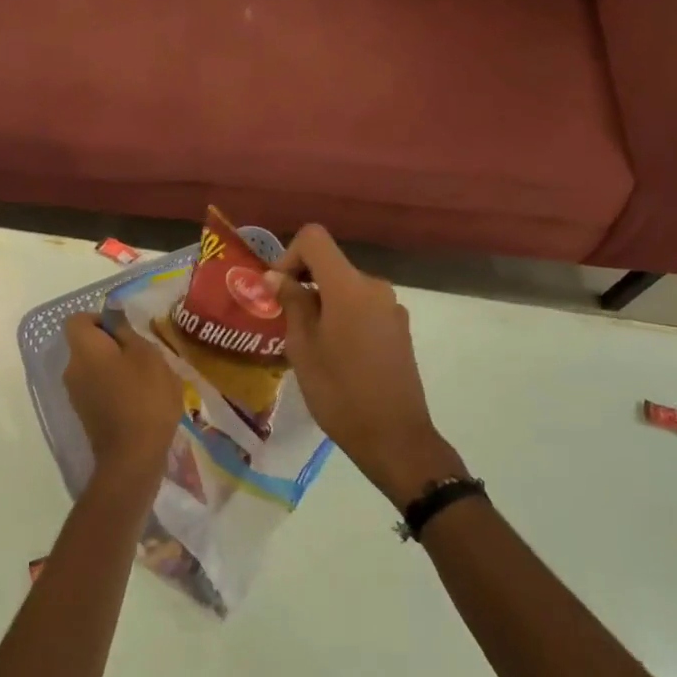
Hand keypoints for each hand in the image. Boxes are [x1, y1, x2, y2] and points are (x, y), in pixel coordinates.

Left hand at [62, 312, 183, 494]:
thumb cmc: (144, 398)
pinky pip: (97, 388)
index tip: (125, 331)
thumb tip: (114, 318)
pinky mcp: (85, 414)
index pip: (78, 319)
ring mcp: (75, 394)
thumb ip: (127, 332)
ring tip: (146, 379)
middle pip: (86, 344)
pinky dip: (114, 388)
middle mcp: (71, 369)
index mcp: (84, 349)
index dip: (100, 318)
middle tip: (143, 354)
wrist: (132, 457)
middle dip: (113, 345)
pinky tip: (139, 400)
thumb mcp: (147, 355)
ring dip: (115, 367)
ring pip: (93, 367)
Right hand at [267, 225, 464, 507]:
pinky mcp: (399, 328)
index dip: (289, 256)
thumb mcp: (303, 348)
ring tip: (308, 344)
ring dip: (323, 302)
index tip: (278, 291)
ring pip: (346, 288)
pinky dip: (343, 316)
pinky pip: (363, 307)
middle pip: (330, 264)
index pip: (314, 239)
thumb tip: (278, 277)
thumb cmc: (340, 393)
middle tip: (284, 320)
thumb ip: (292, 304)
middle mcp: (374, 287)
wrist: (395, 438)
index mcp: (349, 286)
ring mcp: (391, 308)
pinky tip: (336, 355)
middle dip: (303, 283)